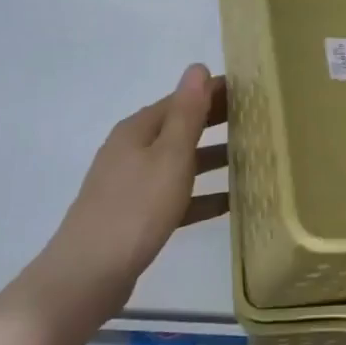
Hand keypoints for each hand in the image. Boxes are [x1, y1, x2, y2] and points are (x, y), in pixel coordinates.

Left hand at [19, 65, 227, 318]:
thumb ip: (187, 113)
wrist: (87, 276)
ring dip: (212, 159)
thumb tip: (198, 68)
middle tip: (258, 121)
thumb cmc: (135, 208)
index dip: (214, 93)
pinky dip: (201, 196)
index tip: (251, 91)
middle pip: (180, 128)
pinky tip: (229, 203)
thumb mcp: (169, 156)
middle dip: (216, 123)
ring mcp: (132, 184)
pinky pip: (176, 196)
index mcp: (138, 129)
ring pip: (180, 163)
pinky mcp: (136, 216)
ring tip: (252, 159)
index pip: (182, 99)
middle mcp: (132, 150)